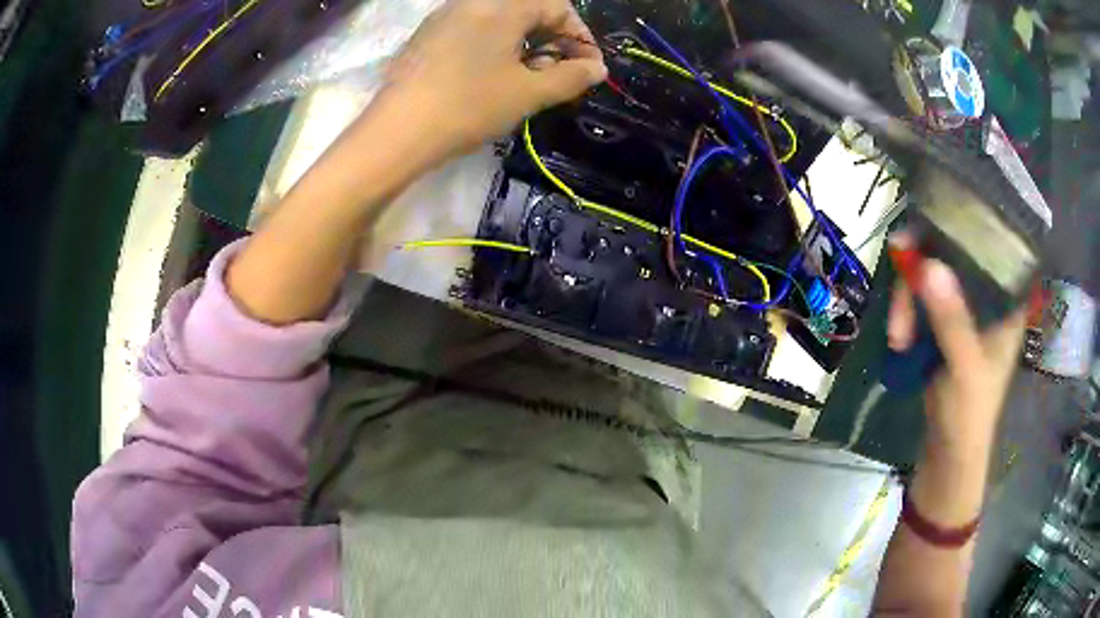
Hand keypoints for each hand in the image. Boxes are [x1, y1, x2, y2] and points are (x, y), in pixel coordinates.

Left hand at [380, 0, 606, 158]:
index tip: (589, 67)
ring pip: (499, 21)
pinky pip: (473, 30)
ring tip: (528, 79)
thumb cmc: (469, 106)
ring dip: (524, 44)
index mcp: (503, 5)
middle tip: (560, 74)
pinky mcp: (427, 36)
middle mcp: (473, 2)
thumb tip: (597, 68)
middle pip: (527, 10)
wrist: (396, 132)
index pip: (557, 7)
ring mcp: (445, 16)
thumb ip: (571, 77)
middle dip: (552, 40)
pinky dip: (494, 47)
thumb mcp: (528, 93)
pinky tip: (492, 77)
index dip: (580, 36)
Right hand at [887, 246, 1026, 458]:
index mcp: (1006, 301)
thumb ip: (952, 320)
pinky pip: (921, 301)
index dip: (962, 228)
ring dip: (908, 302)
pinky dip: (906, 314)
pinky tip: (898, 337)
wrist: (947, 455)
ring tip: (896, 337)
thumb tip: (928, 264)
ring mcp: (963, 311)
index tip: (929, 227)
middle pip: (952, 258)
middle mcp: (987, 297)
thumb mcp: (965, 368)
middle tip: (902, 302)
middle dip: (922, 276)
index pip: (989, 246)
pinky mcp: (943, 327)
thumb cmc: (969, 415)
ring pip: (932, 279)